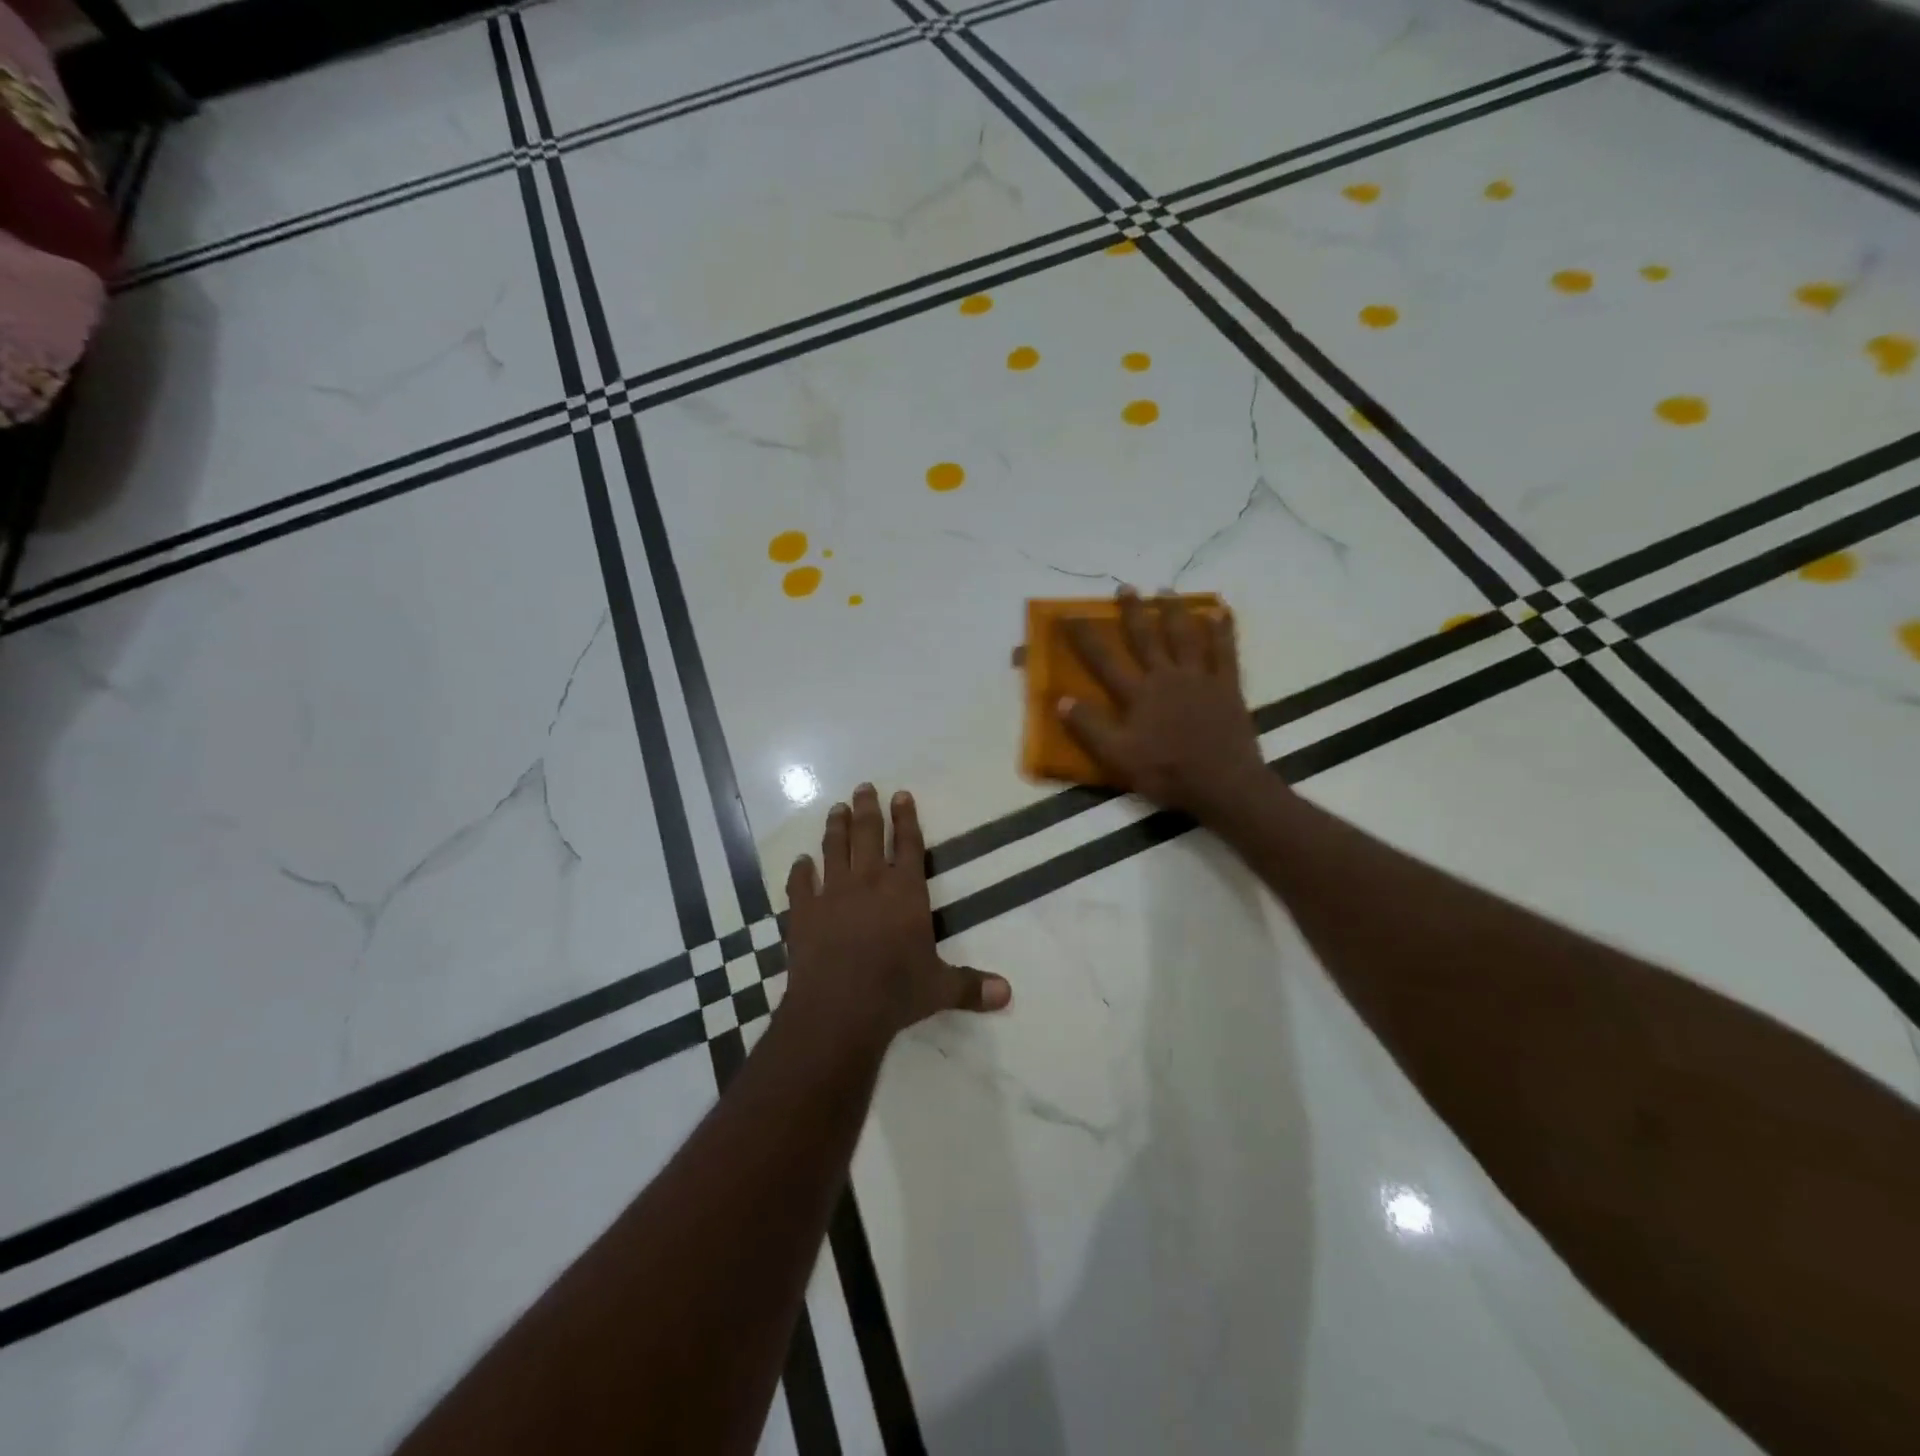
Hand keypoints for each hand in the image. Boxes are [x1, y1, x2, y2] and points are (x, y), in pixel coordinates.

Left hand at [782, 784, 1011, 1057]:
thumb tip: (1007, 994)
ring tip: (836, 809)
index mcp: (905, 892)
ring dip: (836, 828)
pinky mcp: (803, 912)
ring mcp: (832, 894)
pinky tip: (800, 862)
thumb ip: (971, 986)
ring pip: (834, 849)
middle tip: (863, 787)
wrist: (838, 1009)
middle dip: (867, 809)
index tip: (900, 794)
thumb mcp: (939, 989)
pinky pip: (800, 884)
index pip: (909, 845)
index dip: (906, 818)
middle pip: (868, 835)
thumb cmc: (895, 992)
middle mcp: (869, 883)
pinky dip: (800, 871)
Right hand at [1059, 586, 1271, 825]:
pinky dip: (1222, 630)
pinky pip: (1225, 651)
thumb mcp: (1117, 756)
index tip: (1069, 613)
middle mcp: (1166, 676)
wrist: (1222, 783)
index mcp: (1138, 693)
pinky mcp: (1227, 686)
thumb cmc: (1166, 772)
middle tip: (1125, 587)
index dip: (1084, 636)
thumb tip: (1060, 700)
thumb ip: (1089, 728)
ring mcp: (1200, 678)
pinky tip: (1220, 613)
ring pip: (1185, 636)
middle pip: (1146, 637)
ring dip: (1174, 611)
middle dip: (1133, 611)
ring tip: (1166, 589)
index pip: (1104, 659)